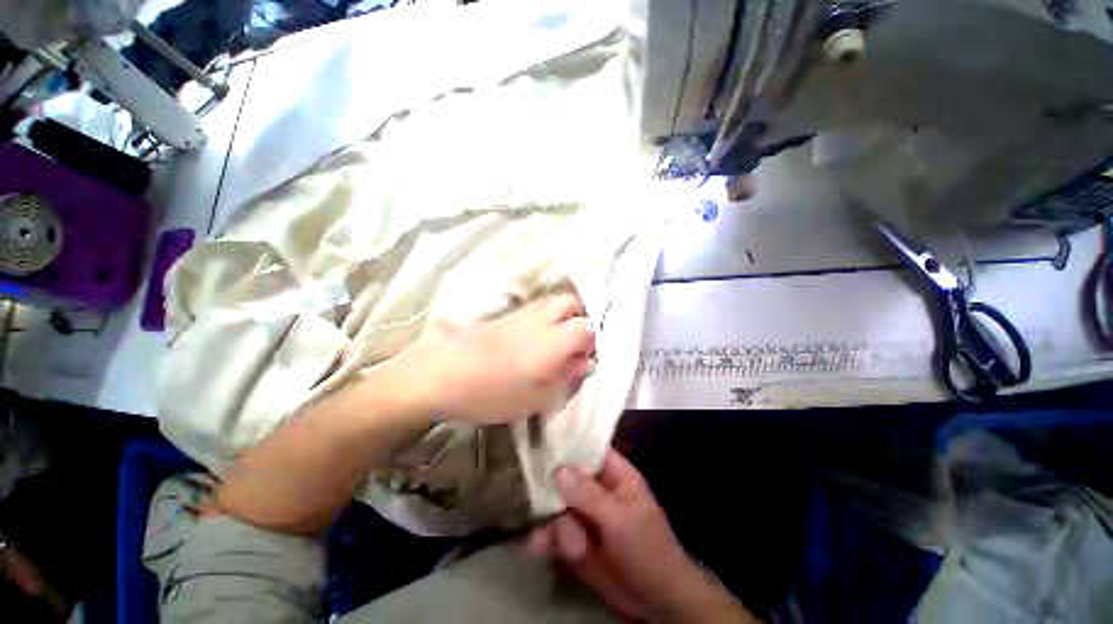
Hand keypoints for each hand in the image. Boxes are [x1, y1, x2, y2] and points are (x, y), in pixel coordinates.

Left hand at [399, 293, 593, 424]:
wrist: (439, 374)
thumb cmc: (490, 393)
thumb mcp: (534, 399)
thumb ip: (565, 379)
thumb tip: (585, 364)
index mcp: (553, 341)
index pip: (586, 328)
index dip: (591, 341)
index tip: (584, 358)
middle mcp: (540, 319)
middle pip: (570, 302)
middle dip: (579, 317)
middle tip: (573, 342)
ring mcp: (519, 314)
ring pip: (550, 302)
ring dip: (559, 316)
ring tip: (552, 341)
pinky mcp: (502, 316)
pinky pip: (531, 309)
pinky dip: (541, 318)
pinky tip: (528, 340)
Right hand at [526, 450, 757, 623]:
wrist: (656, 601)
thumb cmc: (647, 549)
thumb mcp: (620, 518)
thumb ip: (589, 495)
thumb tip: (559, 470)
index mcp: (614, 474)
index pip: (588, 449)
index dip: (566, 444)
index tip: (540, 443)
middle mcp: (596, 489)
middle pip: (566, 477)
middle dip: (551, 490)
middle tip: (535, 497)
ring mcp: (585, 515)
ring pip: (557, 506)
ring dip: (551, 523)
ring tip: (545, 540)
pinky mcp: (576, 539)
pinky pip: (555, 532)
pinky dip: (545, 538)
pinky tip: (535, 546)